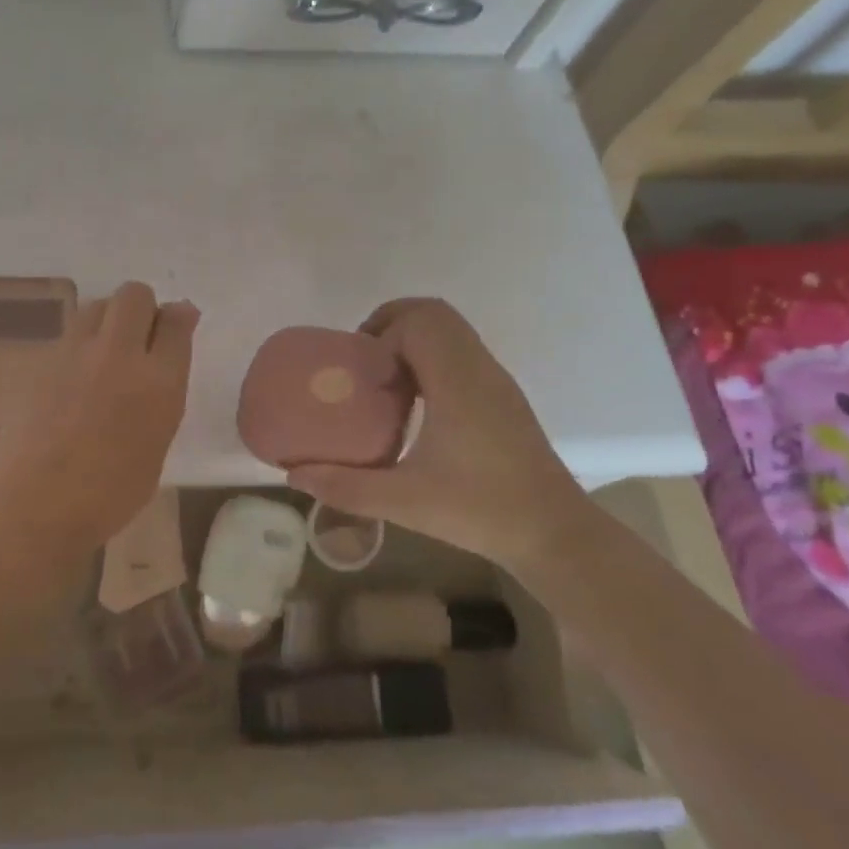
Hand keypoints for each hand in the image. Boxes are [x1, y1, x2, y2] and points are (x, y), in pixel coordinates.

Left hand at [0, 282, 197, 548]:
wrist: (36, 502)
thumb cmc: (109, 493)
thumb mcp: (155, 446)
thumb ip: (162, 398)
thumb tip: (161, 369)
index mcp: (157, 382)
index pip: (176, 321)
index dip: (179, 318)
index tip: (177, 326)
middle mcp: (117, 354)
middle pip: (135, 294)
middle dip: (143, 307)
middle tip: (141, 337)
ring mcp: (75, 353)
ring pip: (98, 305)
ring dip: (109, 319)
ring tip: (107, 353)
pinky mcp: (42, 360)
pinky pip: (69, 334)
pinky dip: (81, 344)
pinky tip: (76, 377)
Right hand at [286, 298, 595, 570]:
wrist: (555, 534)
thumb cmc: (480, 511)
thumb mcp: (403, 501)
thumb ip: (344, 486)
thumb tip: (293, 475)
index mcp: (458, 383)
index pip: (419, 322)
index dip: (382, 335)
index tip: (363, 374)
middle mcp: (479, 369)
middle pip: (433, 314)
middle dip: (391, 324)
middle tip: (365, 362)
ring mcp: (496, 380)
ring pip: (450, 330)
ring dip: (411, 341)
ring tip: (384, 382)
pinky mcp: (502, 395)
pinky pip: (460, 352)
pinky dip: (430, 358)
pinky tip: (415, 405)